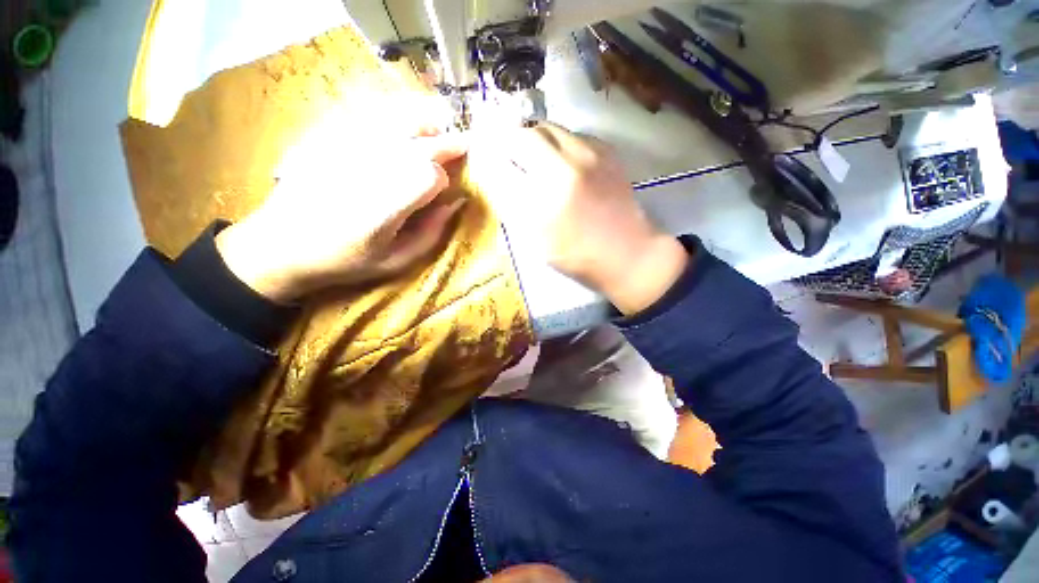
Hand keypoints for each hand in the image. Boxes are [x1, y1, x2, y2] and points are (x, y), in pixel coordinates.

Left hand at [215, 129, 467, 302]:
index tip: (442, 193)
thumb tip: (456, 202)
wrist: (280, 245)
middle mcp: (369, 168)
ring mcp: (347, 147)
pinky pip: (374, 116)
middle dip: (448, 144)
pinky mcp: (330, 136)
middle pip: (422, 141)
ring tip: (439, 129)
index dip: (444, 182)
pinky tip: (405, 127)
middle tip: (464, 145)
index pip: (432, 175)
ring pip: (400, 118)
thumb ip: (431, 233)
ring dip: (426, 124)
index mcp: (385, 206)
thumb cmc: (344, 260)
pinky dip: (398, 118)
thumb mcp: (396, 261)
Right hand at [473, 123, 687, 314]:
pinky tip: (561, 161)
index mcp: (542, 200)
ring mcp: (589, 155)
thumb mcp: (535, 240)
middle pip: (523, 134)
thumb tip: (494, 175)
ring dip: (533, 138)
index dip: (487, 154)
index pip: (501, 162)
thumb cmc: (576, 255)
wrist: (627, 252)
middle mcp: (564, 168)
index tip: (483, 154)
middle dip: (509, 140)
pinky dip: (558, 142)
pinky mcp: (607, 151)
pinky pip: (572, 134)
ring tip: (533, 157)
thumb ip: (511, 206)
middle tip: (507, 153)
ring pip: (548, 128)